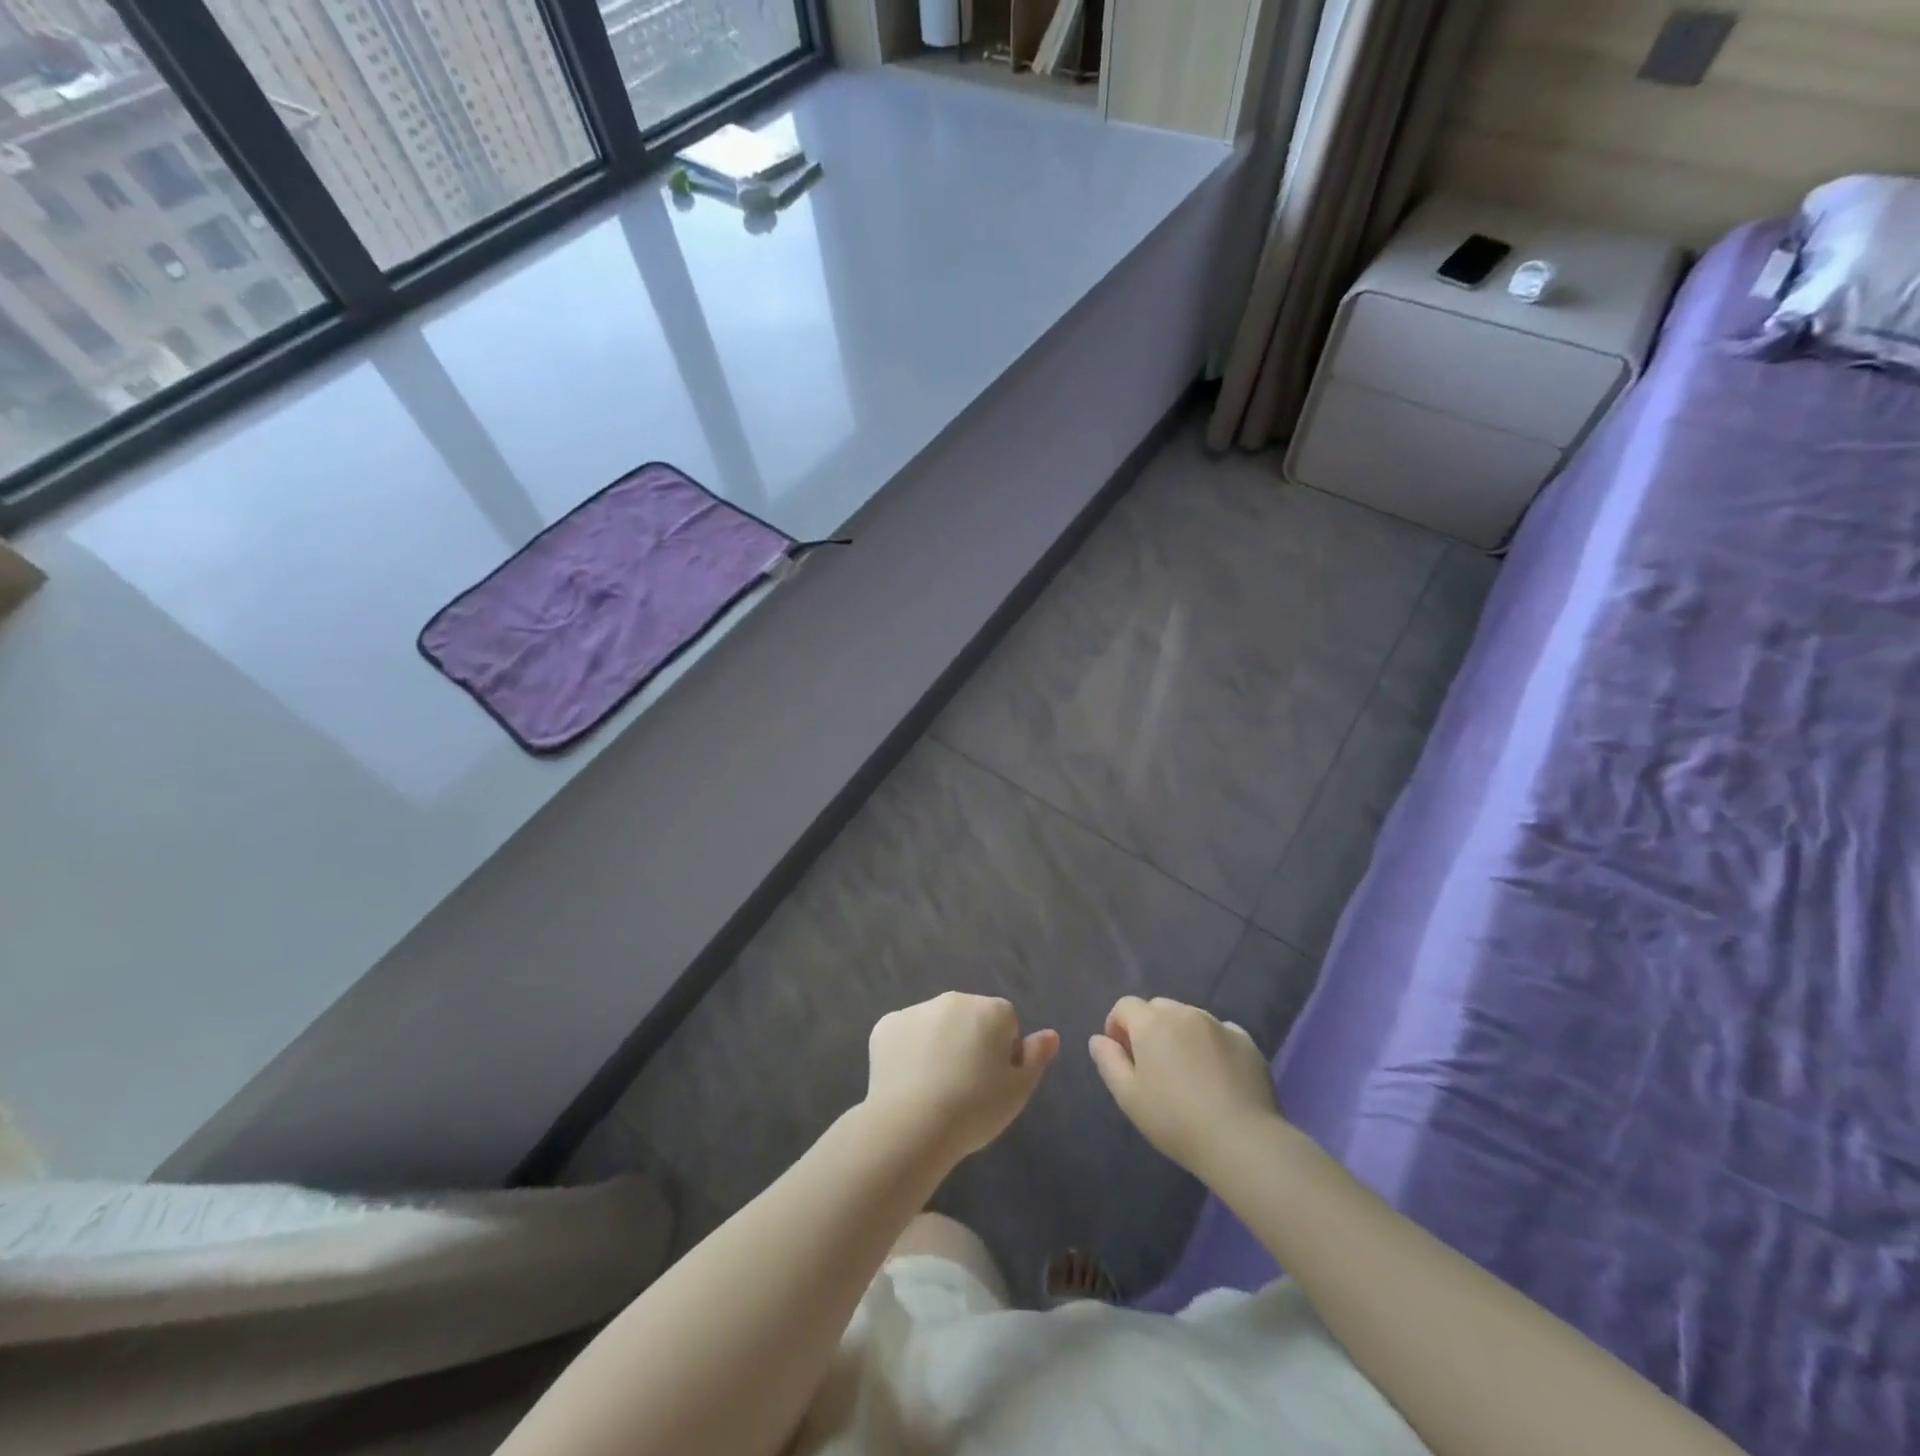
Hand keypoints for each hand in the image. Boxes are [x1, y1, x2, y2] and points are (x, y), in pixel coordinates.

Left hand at [865, 993, 1059, 1161]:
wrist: (912, 1124)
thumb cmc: (975, 1108)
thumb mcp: (1018, 1091)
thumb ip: (1036, 1057)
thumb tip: (1050, 1034)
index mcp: (991, 1009)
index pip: (1006, 1024)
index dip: (1002, 1054)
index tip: (991, 1083)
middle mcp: (955, 998)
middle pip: (969, 1018)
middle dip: (969, 1042)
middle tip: (963, 1087)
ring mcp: (917, 1009)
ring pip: (935, 1025)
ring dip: (938, 1045)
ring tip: (933, 1089)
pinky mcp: (886, 1025)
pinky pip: (904, 1035)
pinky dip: (906, 1052)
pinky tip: (906, 1083)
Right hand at [1088, 996, 1280, 1177]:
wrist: (1241, 1140)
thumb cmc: (1174, 1119)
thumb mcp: (1128, 1096)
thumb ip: (1108, 1061)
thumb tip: (1098, 1039)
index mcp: (1151, 1022)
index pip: (1125, 1006)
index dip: (1117, 1025)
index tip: (1121, 1054)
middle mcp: (1184, 1013)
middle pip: (1158, 1008)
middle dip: (1149, 1027)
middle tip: (1152, 1064)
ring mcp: (1218, 1024)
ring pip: (1190, 1018)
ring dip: (1181, 1034)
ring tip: (1186, 1071)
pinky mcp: (1246, 1041)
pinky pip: (1220, 1032)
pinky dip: (1212, 1044)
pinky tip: (1217, 1075)